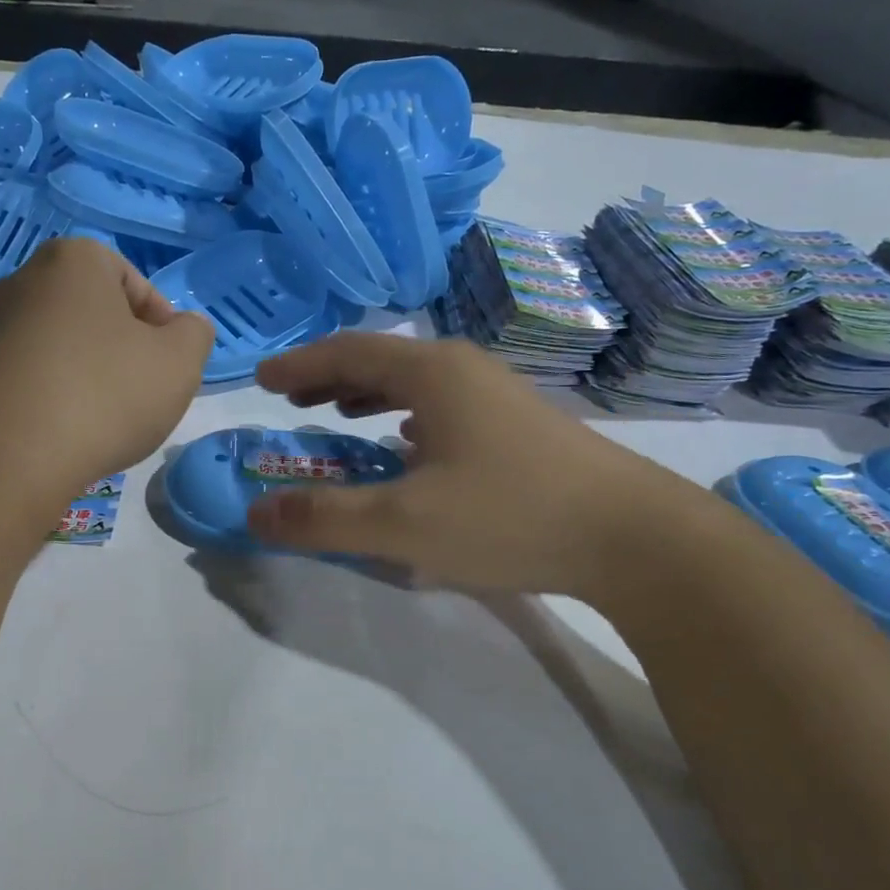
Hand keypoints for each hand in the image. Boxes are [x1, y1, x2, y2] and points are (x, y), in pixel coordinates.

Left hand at [0, 237, 214, 506]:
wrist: (2, 460)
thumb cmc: (103, 397)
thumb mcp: (179, 364)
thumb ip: (194, 335)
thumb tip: (183, 328)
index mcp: (71, 263)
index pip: (131, 280)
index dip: (160, 323)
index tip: (167, 365)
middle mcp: (18, 283)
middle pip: (86, 313)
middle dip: (116, 349)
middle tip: (135, 395)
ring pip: (49, 348)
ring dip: (76, 375)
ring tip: (93, 423)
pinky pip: (15, 382)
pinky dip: (38, 401)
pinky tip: (51, 437)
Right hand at [247, 333, 689, 597]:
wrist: (634, 537)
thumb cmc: (510, 516)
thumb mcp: (403, 525)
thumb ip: (324, 517)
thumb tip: (255, 513)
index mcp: (433, 373)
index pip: (347, 352)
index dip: (299, 364)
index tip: (261, 378)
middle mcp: (464, 370)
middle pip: (382, 361)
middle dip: (330, 377)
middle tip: (291, 398)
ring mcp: (497, 397)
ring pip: (415, 383)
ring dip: (368, 394)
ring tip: (337, 414)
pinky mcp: (519, 427)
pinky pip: (442, 407)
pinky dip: (404, 416)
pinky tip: (406, 445)